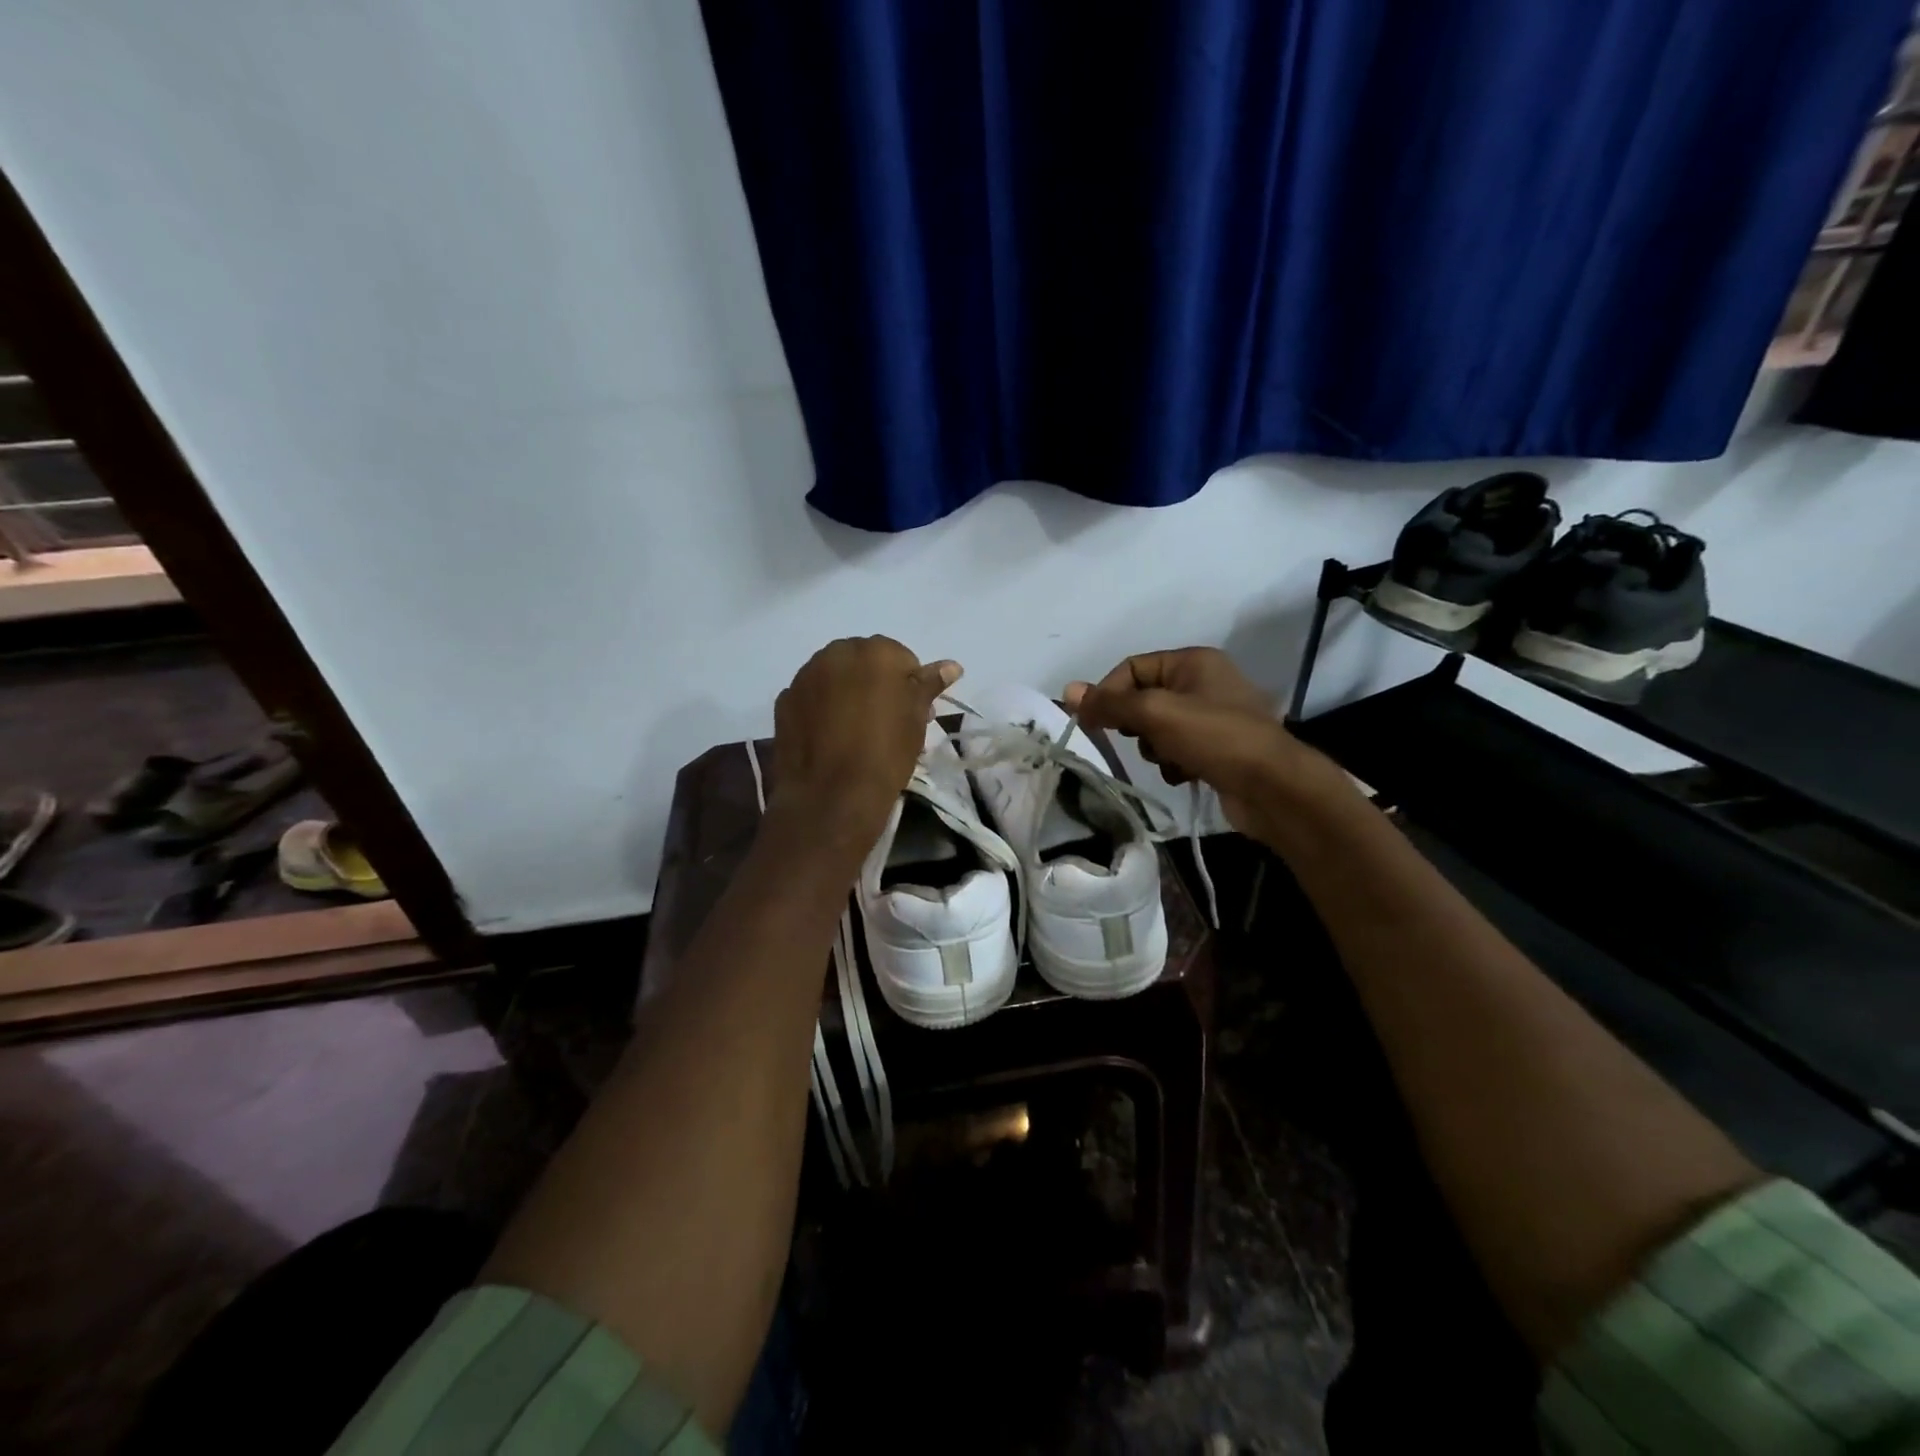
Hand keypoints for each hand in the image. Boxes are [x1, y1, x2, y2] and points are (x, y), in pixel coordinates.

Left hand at [770, 636, 958, 852]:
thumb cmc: (885, 753)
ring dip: (847, 693)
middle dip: (876, 684)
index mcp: (875, 652)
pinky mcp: (784, 701)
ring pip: (835, 677)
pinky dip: (822, 708)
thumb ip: (929, 684)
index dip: (909, 687)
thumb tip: (952, 665)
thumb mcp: (916, 720)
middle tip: (886, 722)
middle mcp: (836, 653)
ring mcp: (805, 676)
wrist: (831, 796)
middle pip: (864, 661)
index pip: (901, 658)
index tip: (911, 715)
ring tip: (856, 731)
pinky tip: (830, 737)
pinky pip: (812, 697)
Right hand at [1065, 647, 1343, 841]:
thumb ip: (1111, 703)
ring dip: (1156, 748)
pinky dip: (1175, 763)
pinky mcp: (1219, 749)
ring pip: (1158, 729)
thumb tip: (1068, 690)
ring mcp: (1214, 717)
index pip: (1132, 667)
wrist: (1274, 788)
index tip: (1094, 723)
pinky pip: (1178, 750)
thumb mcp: (1156, 714)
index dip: (1109, 693)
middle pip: (1144, 699)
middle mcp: (1204, 682)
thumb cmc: (1215, 738)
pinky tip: (1187, 774)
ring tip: (1173, 760)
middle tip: (1144, 740)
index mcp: (1193, 661)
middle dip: (1137, 725)